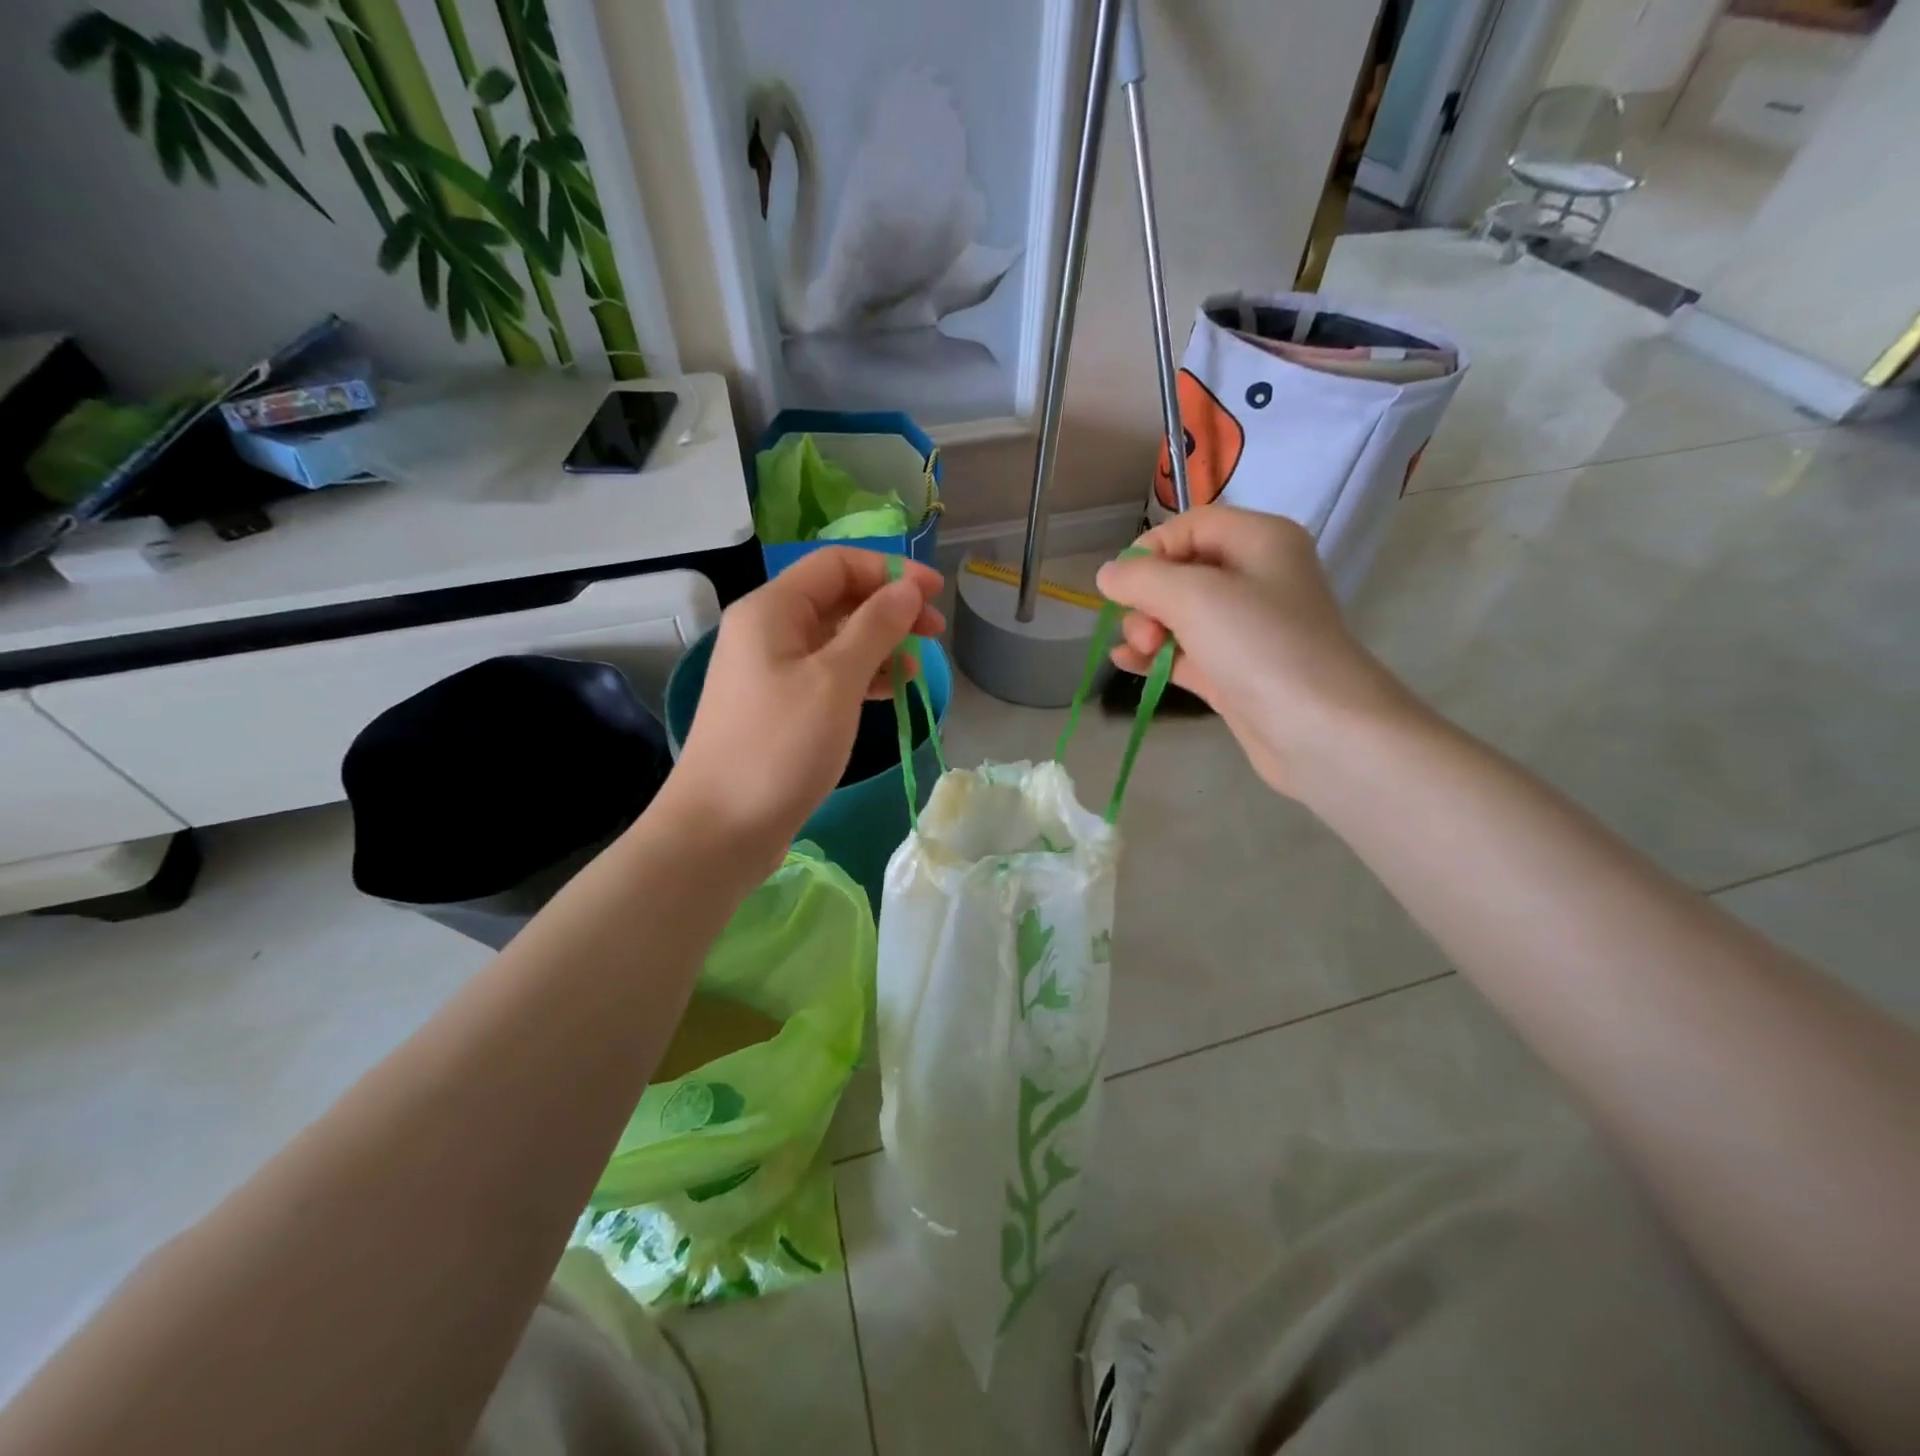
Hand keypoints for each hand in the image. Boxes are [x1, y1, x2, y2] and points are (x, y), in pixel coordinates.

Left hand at [664, 548, 943, 862]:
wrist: (722, 828)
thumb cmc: (780, 747)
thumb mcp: (835, 681)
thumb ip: (875, 627)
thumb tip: (907, 590)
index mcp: (772, 610)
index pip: (837, 564)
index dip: (890, 570)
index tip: (935, 593)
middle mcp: (768, 630)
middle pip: (838, 599)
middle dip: (889, 608)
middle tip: (935, 632)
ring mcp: (772, 670)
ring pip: (836, 639)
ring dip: (880, 645)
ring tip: (919, 667)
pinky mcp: (780, 706)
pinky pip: (829, 674)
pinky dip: (863, 676)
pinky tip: (893, 691)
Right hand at [1095, 506, 1416, 797]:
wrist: (1320, 731)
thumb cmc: (1261, 646)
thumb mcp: (1195, 597)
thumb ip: (1142, 578)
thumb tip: (1109, 574)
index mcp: (1259, 541)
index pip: (1190, 526)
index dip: (1151, 550)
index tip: (1124, 585)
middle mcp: (1255, 578)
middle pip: (1180, 572)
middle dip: (1147, 598)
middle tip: (1144, 633)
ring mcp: (1244, 629)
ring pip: (1178, 616)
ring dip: (1146, 629)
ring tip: (1139, 653)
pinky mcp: (1233, 672)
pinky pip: (1183, 652)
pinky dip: (1155, 656)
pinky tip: (1126, 664)